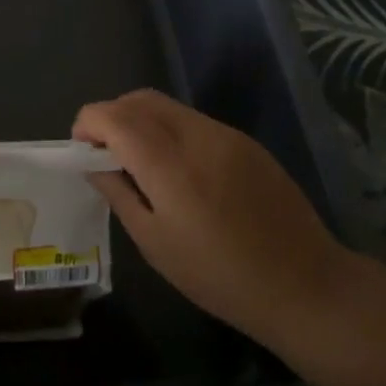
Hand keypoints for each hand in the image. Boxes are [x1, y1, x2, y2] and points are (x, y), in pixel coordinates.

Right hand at [73, 89, 356, 354]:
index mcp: (169, 166)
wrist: (305, 285)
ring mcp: (226, 135)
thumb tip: (95, 164)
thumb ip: (120, 194)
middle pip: (139, 100)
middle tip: (104, 152)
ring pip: (167, 106)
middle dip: (111, 115)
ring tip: (137, 160)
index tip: (81, 148)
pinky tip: (176, 168)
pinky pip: (193, 121)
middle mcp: (197, 137)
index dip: (88, 123)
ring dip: (140, 120)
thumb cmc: (220, 276)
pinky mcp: (246, 142)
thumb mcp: (156, 244)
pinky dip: (169, 130)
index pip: (114, 117)